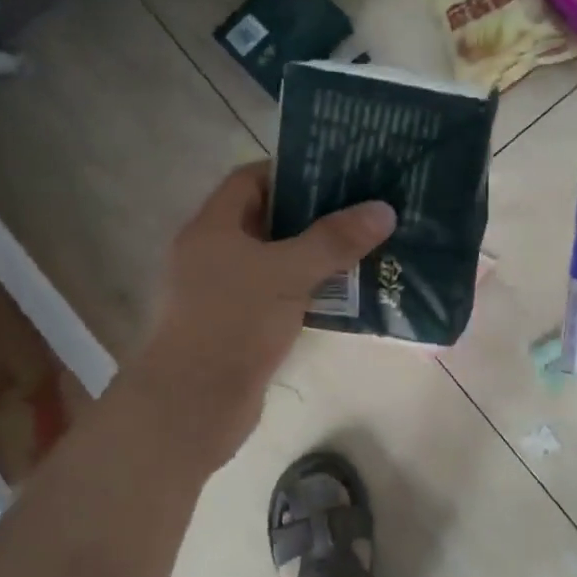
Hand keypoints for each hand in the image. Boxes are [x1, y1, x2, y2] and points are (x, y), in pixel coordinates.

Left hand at [127, 162, 395, 468]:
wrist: (193, 406)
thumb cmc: (233, 323)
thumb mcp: (288, 272)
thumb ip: (335, 240)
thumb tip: (384, 209)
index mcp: (213, 227)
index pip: (251, 179)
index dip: (293, 171)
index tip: (339, 173)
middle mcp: (214, 254)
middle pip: (269, 219)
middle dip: (316, 214)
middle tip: (364, 209)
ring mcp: (226, 293)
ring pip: (278, 261)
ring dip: (318, 256)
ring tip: (367, 247)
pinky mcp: (241, 327)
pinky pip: (281, 296)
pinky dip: (311, 291)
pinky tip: (349, 294)